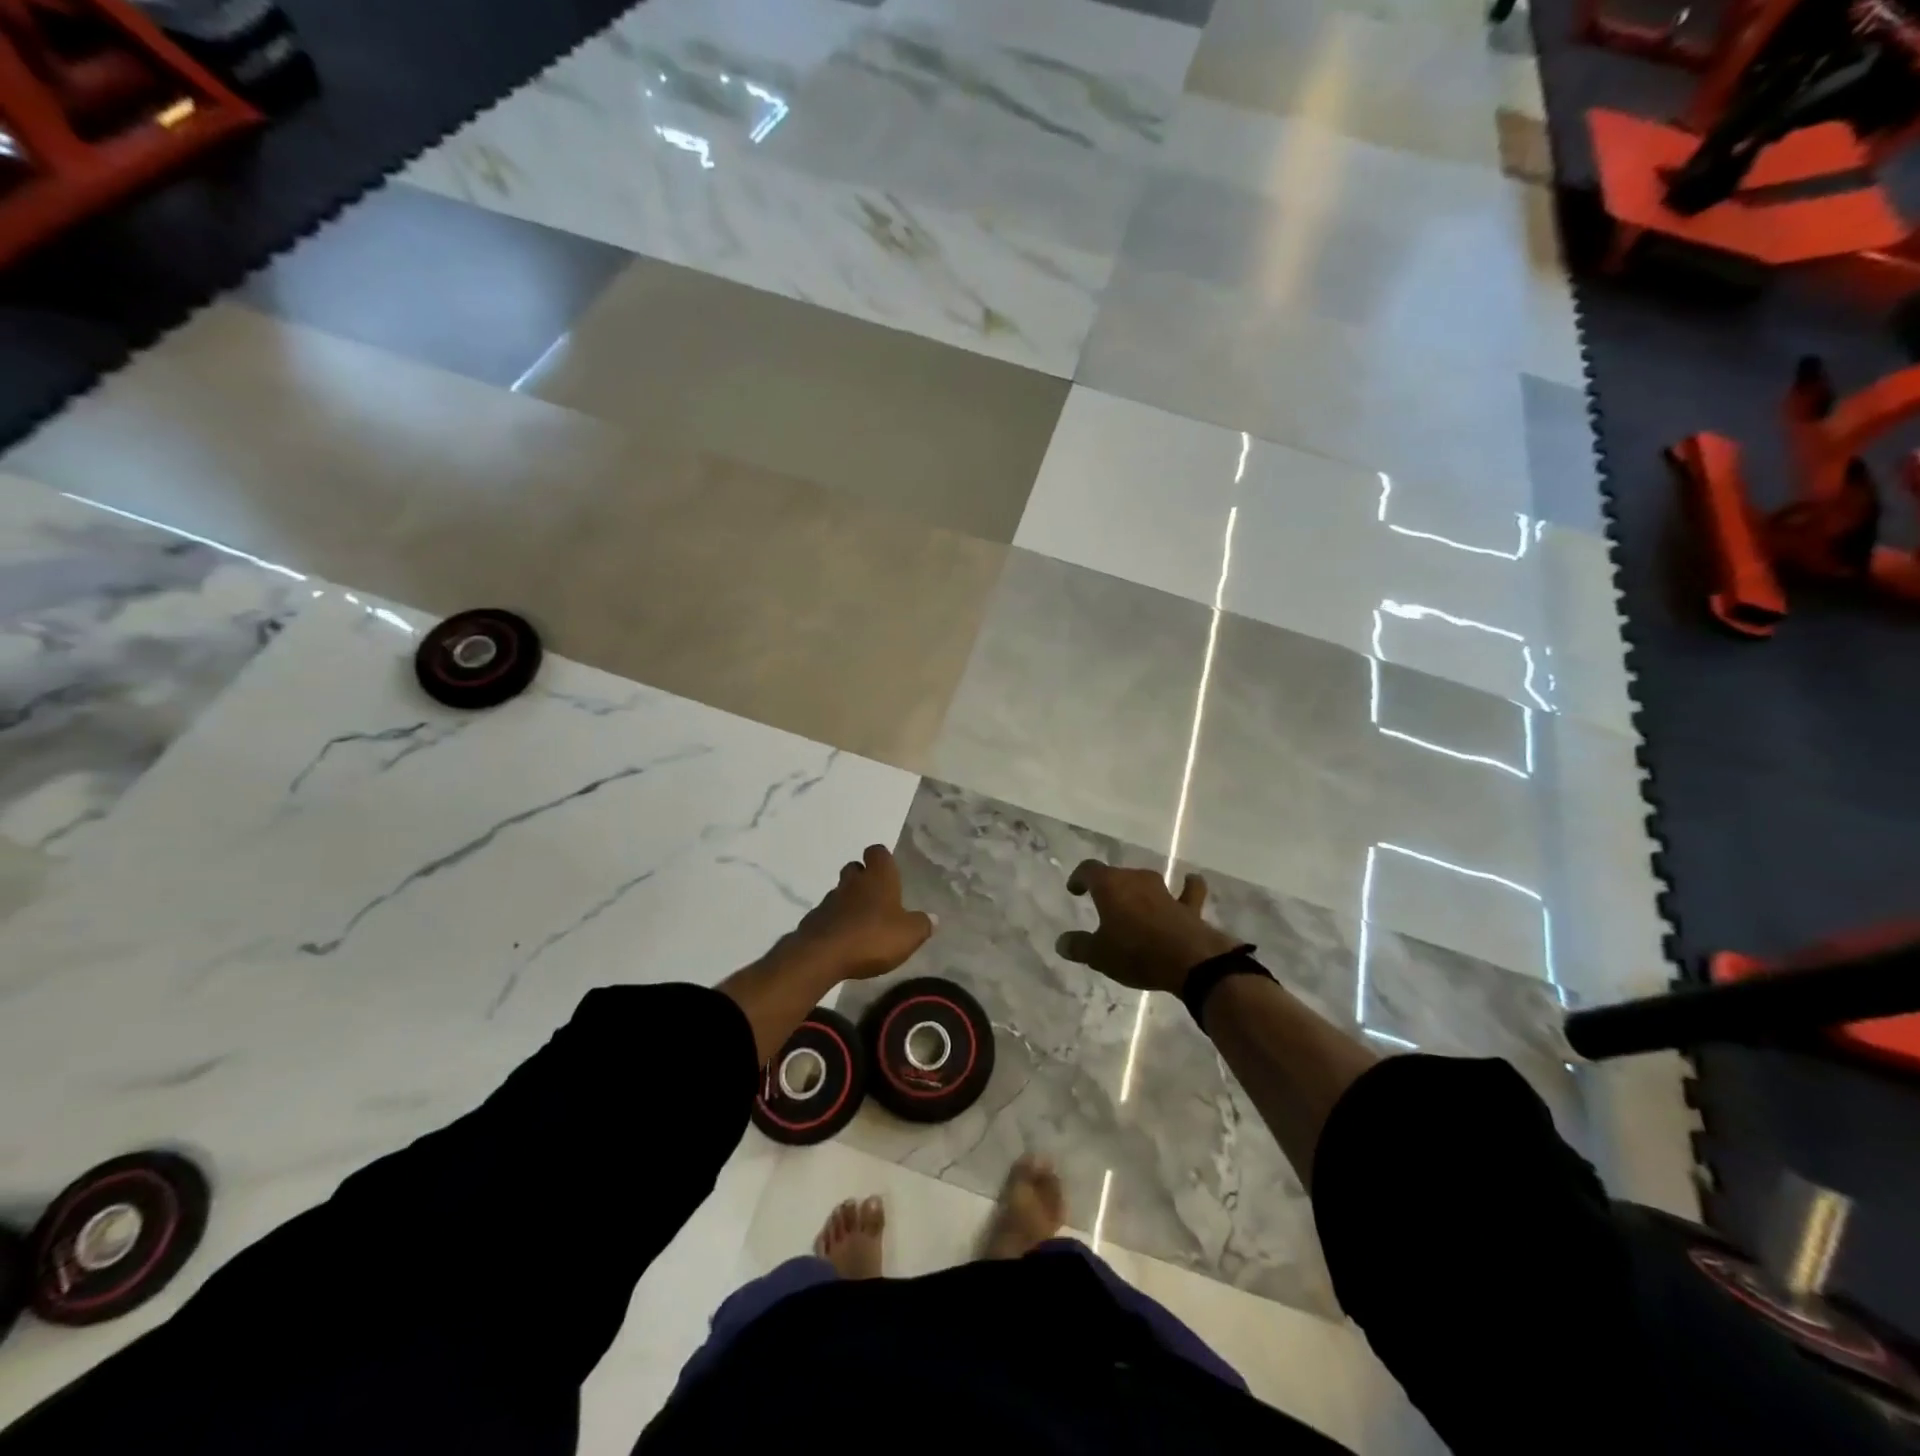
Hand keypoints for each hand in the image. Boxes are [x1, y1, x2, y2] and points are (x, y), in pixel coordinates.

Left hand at [785, 844, 934, 981]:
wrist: (822, 955)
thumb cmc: (872, 937)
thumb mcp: (909, 935)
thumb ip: (922, 924)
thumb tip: (933, 918)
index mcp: (878, 877)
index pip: (878, 852)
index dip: (882, 858)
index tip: (889, 869)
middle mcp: (852, 882)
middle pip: (855, 868)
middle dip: (864, 877)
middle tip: (877, 896)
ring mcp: (830, 900)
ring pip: (841, 891)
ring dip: (850, 901)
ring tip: (863, 922)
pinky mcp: (814, 920)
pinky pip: (829, 914)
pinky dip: (837, 921)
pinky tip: (845, 939)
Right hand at [1055, 860, 1238, 993]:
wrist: (1189, 960)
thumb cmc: (1135, 953)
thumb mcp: (1098, 955)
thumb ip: (1078, 946)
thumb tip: (1061, 942)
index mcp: (1110, 885)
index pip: (1089, 870)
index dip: (1079, 878)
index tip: (1074, 890)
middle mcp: (1136, 880)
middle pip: (1117, 875)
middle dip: (1108, 886)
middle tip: (1101, 903)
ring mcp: (1164, 891)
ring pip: (1146, 882)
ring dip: (1139, 889)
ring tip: (1133, 901)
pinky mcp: (1188, 906)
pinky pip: (1187, 891)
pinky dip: (1186, 887)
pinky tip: (1190, 881)